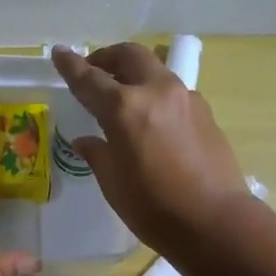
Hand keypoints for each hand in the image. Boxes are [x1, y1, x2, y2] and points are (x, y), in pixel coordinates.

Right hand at [51, 43, 251, 254]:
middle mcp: (156, 91)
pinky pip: (172, 92)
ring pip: (154, 70)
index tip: (59, 53)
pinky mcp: (205, 113)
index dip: (71, 66)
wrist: (215, 222)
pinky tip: (151, 120)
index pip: (90, 79)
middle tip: (94, 71)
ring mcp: (186, 99)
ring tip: (122, 96)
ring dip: (134, 74)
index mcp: (125, 108)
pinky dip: (154, 94)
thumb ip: (98, 154)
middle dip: (107, 57)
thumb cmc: (154, 208)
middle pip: (129, 56)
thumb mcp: (114, 184)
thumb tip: (86, 141)